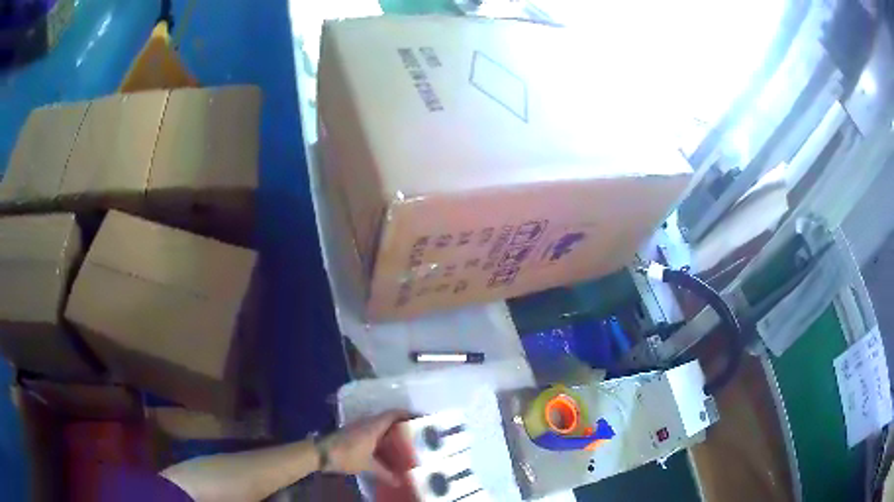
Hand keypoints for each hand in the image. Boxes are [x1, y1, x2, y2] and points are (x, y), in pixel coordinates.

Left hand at [323, 410, 406, 485]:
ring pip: (378, 423)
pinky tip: (384, 446)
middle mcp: (367, 422)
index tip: (419, 418)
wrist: (321, 453)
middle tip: (414, 431)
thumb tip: (401, 482)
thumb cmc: (346, 455)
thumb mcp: (368, 466)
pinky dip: (380, 434)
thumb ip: (385, 473)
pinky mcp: (352, 431)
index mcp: (373, 426)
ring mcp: (358, 425)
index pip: (393, 414)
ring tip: (402, 439)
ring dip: (389, 428)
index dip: (406, 413)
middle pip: (387, 417)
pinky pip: (371, 429)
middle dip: (401, 423)